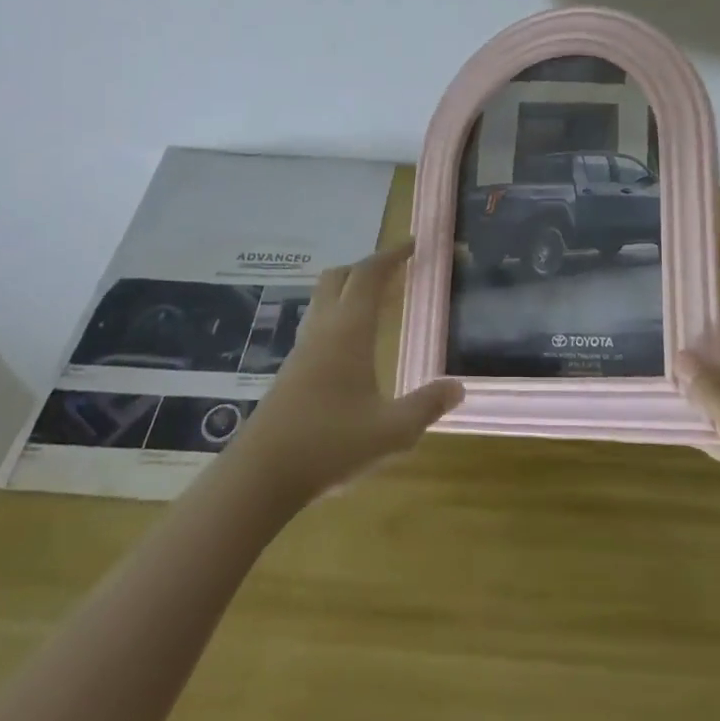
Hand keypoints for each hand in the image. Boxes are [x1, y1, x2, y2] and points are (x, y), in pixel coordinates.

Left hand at [229, 242, 463, 506]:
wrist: (261, 476)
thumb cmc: (330, 444)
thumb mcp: (392, 431)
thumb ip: (427, 406)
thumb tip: (459, 387)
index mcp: (348, 331)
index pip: (368, 276)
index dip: (391, 255)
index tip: (412, 244)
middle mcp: (323, 331)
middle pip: (338, 278)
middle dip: (366, 267)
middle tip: (394, 271)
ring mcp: (302, 351)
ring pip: (323, 301)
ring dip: (349, 291)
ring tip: (377, 304)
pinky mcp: (290, 372)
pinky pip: (317, 326)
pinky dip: (338, 317)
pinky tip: (351, 347)